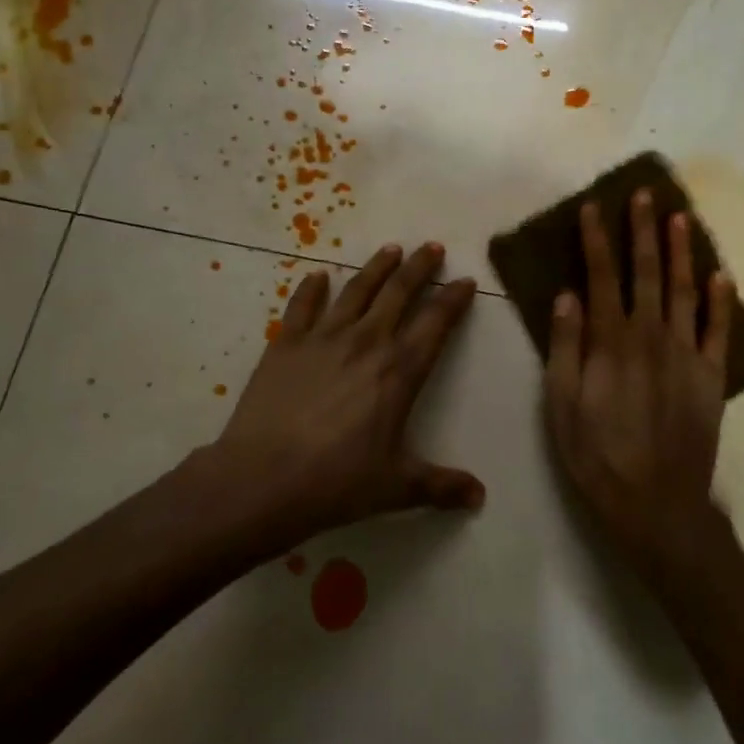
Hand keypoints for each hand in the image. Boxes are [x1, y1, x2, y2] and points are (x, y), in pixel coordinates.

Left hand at [201, 243, 484, 548]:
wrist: (263, 479)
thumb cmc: (337, 482)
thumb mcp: (397, 488)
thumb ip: (441, 486)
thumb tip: (480, 497)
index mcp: (400, 372)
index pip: (436, 324)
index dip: (454, 300)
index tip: (465, 280)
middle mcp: (366, 342)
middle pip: (399, 293)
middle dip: (420, 267)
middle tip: (432, 246)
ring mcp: (323, 338)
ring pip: (357, 290)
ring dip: (376, 267)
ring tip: (391, 249)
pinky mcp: (285, 344)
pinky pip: (302, 306)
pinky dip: (311, 288)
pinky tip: (318, 275)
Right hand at [544, 191, 734, 573]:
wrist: (656, 503)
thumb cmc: (597, 455)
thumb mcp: (561, 404)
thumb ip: (565, 346)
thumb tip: (567, 296)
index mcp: (611, 341)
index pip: (601, 276)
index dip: (597, 240)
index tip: (594, 208)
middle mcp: (651, 336)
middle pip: (647, 272)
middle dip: (643, 231)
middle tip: (645, 194)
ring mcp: (687, 354)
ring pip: (686, 291)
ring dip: (682, 252)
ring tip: (680, 217)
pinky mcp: (712, 376)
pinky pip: (719, 331)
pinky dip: (722, 301)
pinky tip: (721, 276)